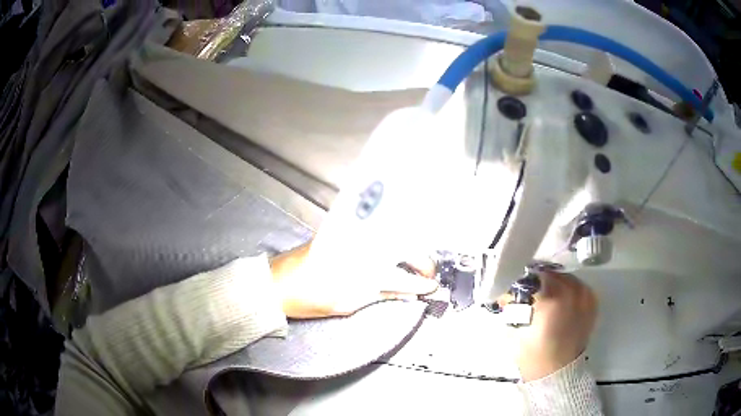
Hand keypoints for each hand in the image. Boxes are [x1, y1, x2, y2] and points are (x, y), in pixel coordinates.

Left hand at [270, 243, 437, 318]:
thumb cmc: (310, 299)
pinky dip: (388, 237)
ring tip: (415, 261)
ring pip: (389, 235)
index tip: (431, 285)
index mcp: (361, 271)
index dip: (420, 281)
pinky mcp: (340, 229)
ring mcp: (350, 234)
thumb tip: (407, 293)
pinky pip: (372, 230)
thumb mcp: (348, 304)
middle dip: (421, 259)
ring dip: (407, 246)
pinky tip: (394, 246)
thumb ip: (380, 294)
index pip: (400, 274)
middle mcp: (360, 247)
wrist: (277, 283)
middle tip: (427, 272)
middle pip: (400, 247)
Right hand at [499, 272, 597, 381]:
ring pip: (565, 277)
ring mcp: (585, 295)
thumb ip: (511, 305)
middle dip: (538, 281)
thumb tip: (506, 291)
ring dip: (554, 284)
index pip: (533, 275)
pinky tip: (560, 301)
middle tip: (529, 293)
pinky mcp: (591, 301)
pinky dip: (567, 289)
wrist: (557, 372)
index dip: (522, 280)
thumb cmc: (532, 354)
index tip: (515, 288)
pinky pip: (577, 285)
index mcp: (552, 298)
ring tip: (546, 297)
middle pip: (550, 273)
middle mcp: (572, 291)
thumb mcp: (514, 329)